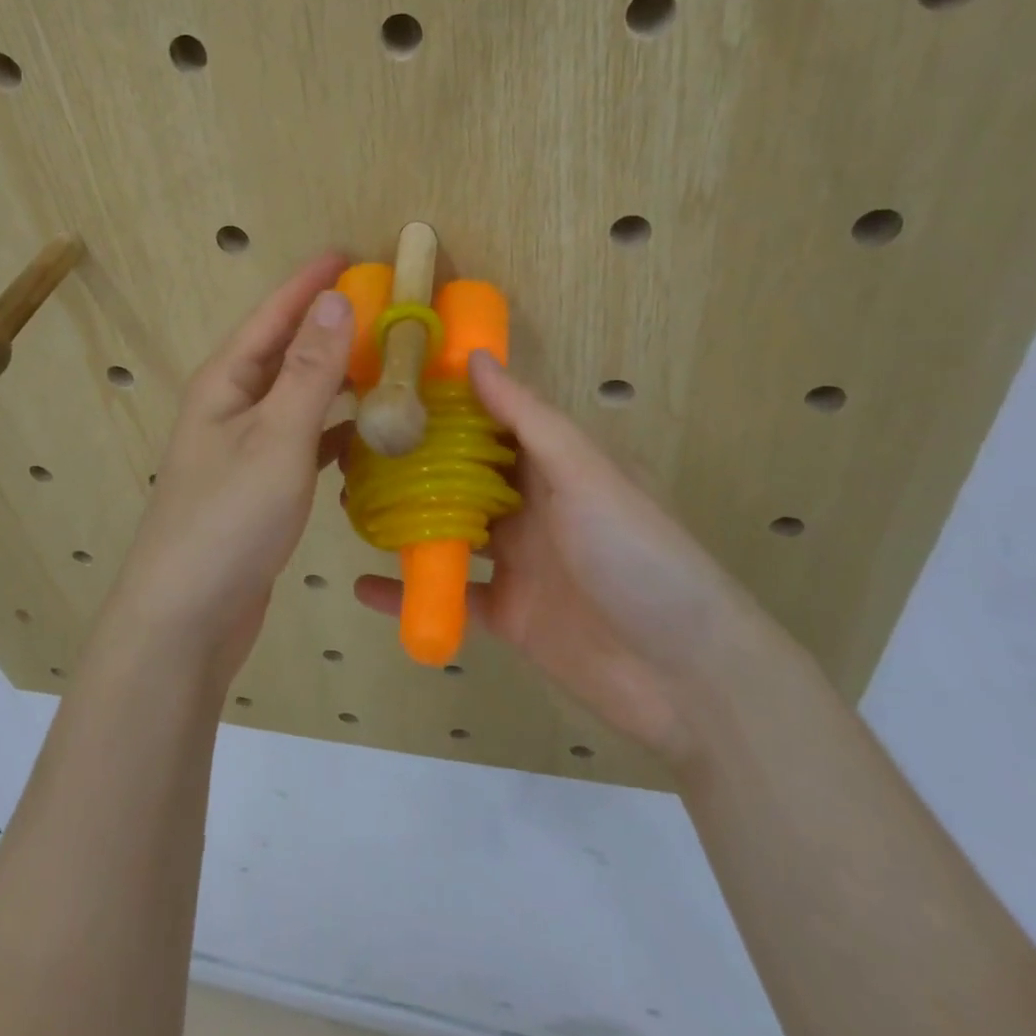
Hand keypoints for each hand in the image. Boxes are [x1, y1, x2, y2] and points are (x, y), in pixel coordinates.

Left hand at [106, 252, 354, 684]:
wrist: (187, 616)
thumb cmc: (228, 517)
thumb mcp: (276, 436)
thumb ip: (308, 370)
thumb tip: (336, 301)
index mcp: (225, 382)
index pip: (273, 315)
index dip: (310, 283)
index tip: (350, 254)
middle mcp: (231, 406)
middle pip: (285, 352)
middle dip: (330, 327)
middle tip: (384, 308)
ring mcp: (244, 448)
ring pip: (298, 397)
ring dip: (337, 379)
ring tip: (386, 362)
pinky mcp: (260, 485)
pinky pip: (304, 441)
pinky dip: (335, 431)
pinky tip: (367, 434)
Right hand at [355, 352, 752, 763]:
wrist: (688, 678)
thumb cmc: (637, 555)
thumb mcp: (585, 474)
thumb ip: (528, 419)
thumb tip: (475, 357)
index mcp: (556, 465)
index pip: (492, 421)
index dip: (446, 402)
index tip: (389, 384)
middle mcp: (534, 506)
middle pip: (463, 476)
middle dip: (414, 462)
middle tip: (352, 446)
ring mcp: (519, 562)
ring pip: (451, 532)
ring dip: (406, 522)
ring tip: (347, 505)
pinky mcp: (508, 614)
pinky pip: (450, 597)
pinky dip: (410, 594)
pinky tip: (363, 586)